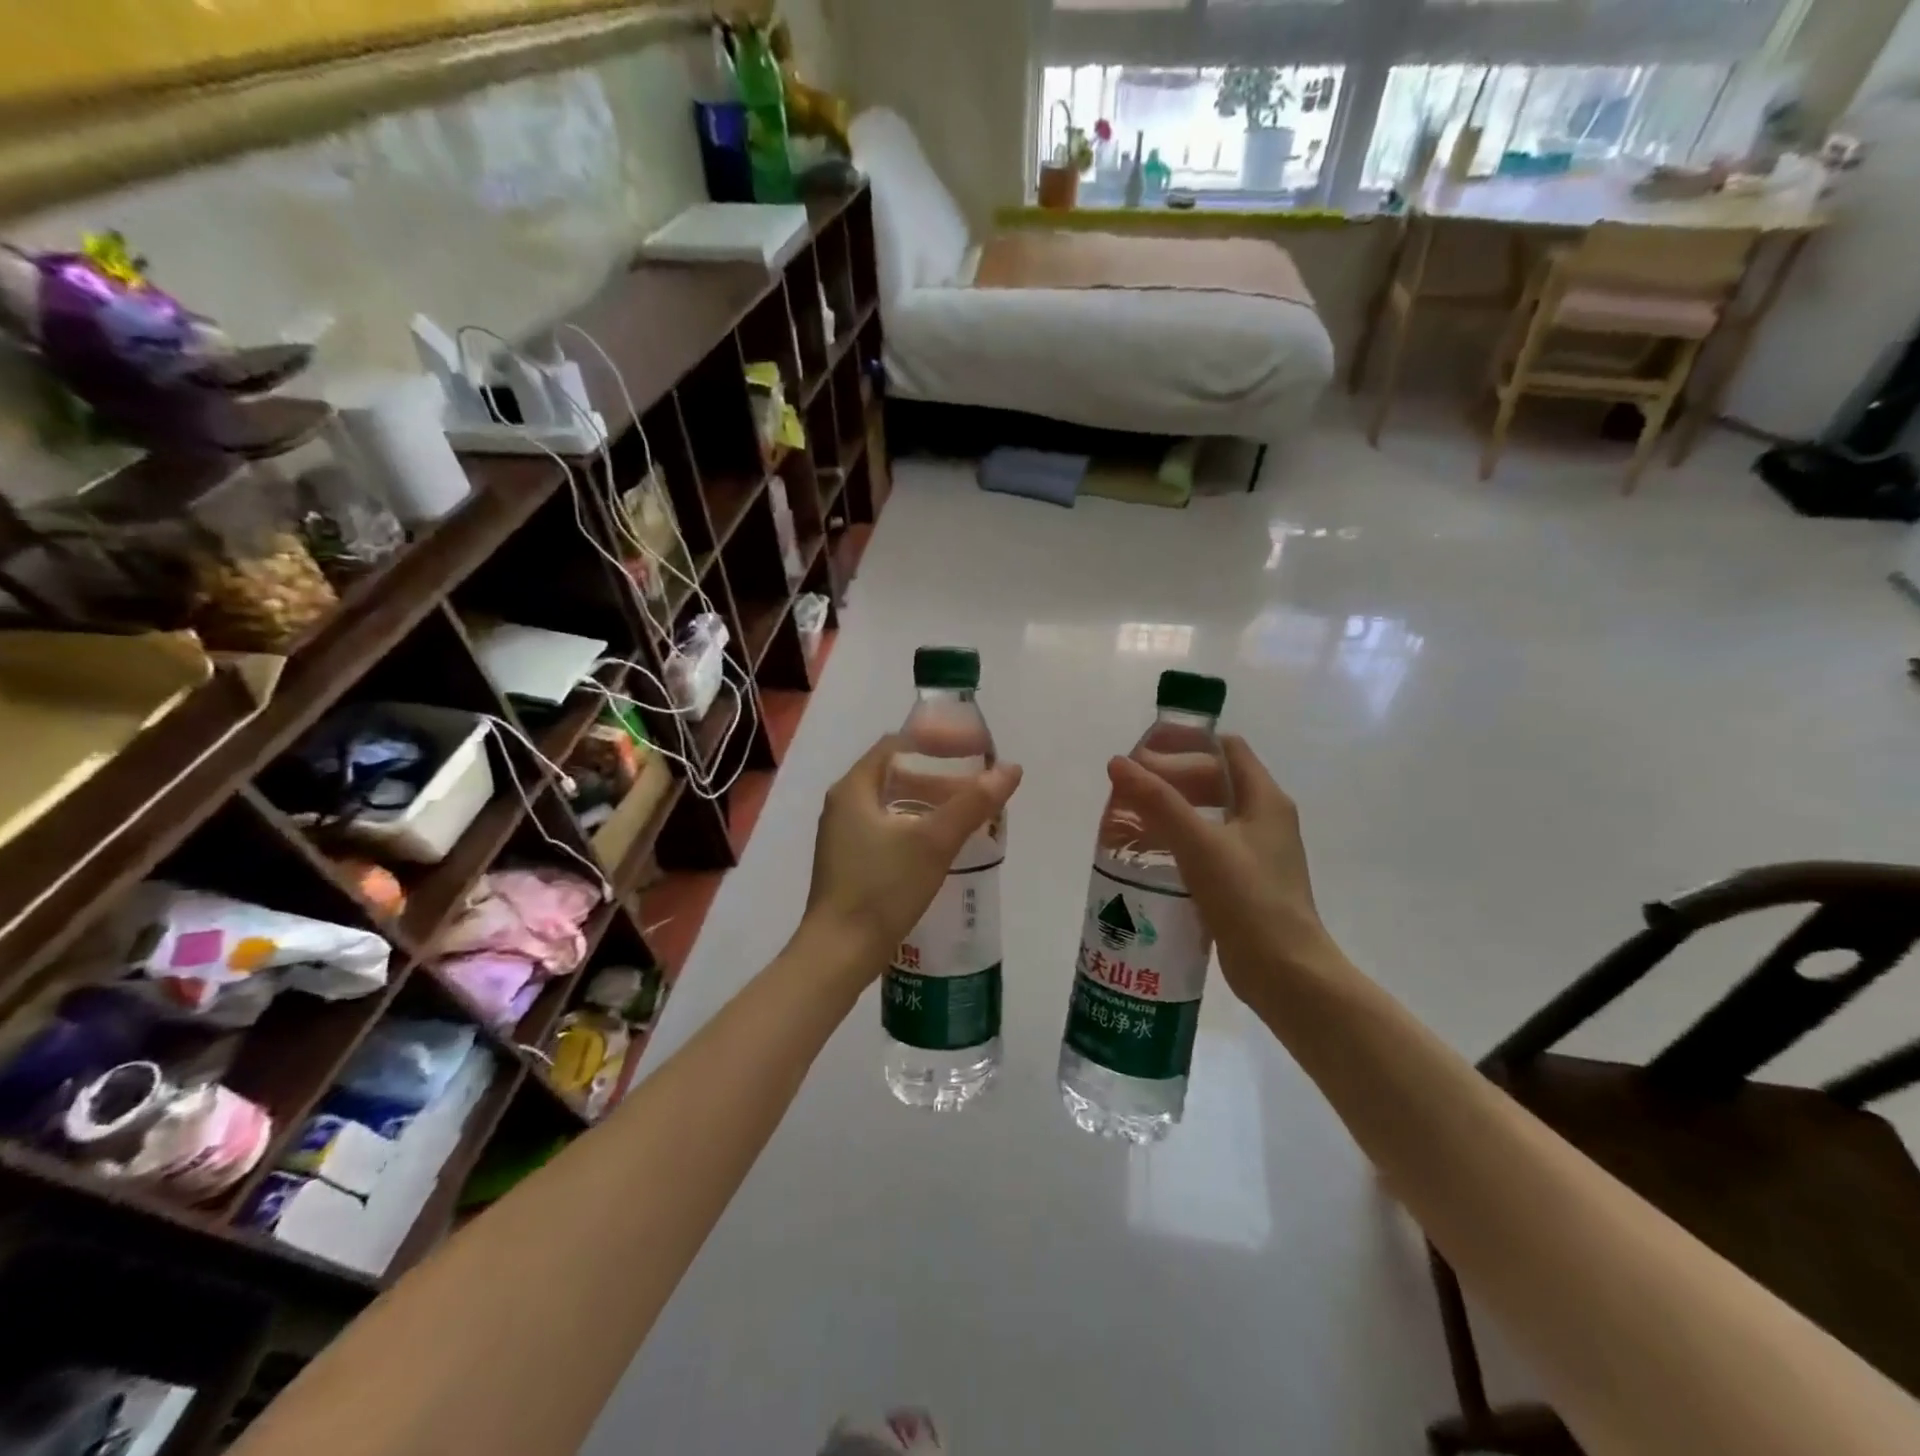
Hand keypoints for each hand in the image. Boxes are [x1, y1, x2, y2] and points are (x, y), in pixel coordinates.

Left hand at [805, 734, 1022, 976]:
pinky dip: (917, 826)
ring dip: (929, 803)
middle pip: (896, 773)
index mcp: (854, 788)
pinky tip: (942, 845)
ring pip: (893, 804)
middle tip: (975, 785)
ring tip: (967, 814)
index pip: (897, 745)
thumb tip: (1011, 769)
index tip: (971, 751)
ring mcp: (843, 835)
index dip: (936, 742)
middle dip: (938, 776)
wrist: (839, 953)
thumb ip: (973, 803)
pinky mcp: (850, 862)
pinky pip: (887, 829)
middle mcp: (844, 805)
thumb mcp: (933, 842)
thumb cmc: (882, 888)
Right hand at [1107, 735, 1346, 998]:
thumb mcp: (1199, 844)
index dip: (1187, 743)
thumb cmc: (1248, 899)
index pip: (1226, 749)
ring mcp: (1256, 853)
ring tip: (1132, 820)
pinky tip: (1151, 857)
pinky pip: (1208, 848)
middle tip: (1130, 789)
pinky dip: (1180, 842)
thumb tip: (1118, 763)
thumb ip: (1158, 802)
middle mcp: (1265, 819)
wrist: (1286, 973)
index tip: (1146, 753)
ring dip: (1173, 812)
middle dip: (1172, 779)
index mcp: (1265, 800)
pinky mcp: (1245, 883)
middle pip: (1215, 781)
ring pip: (1209, 816)